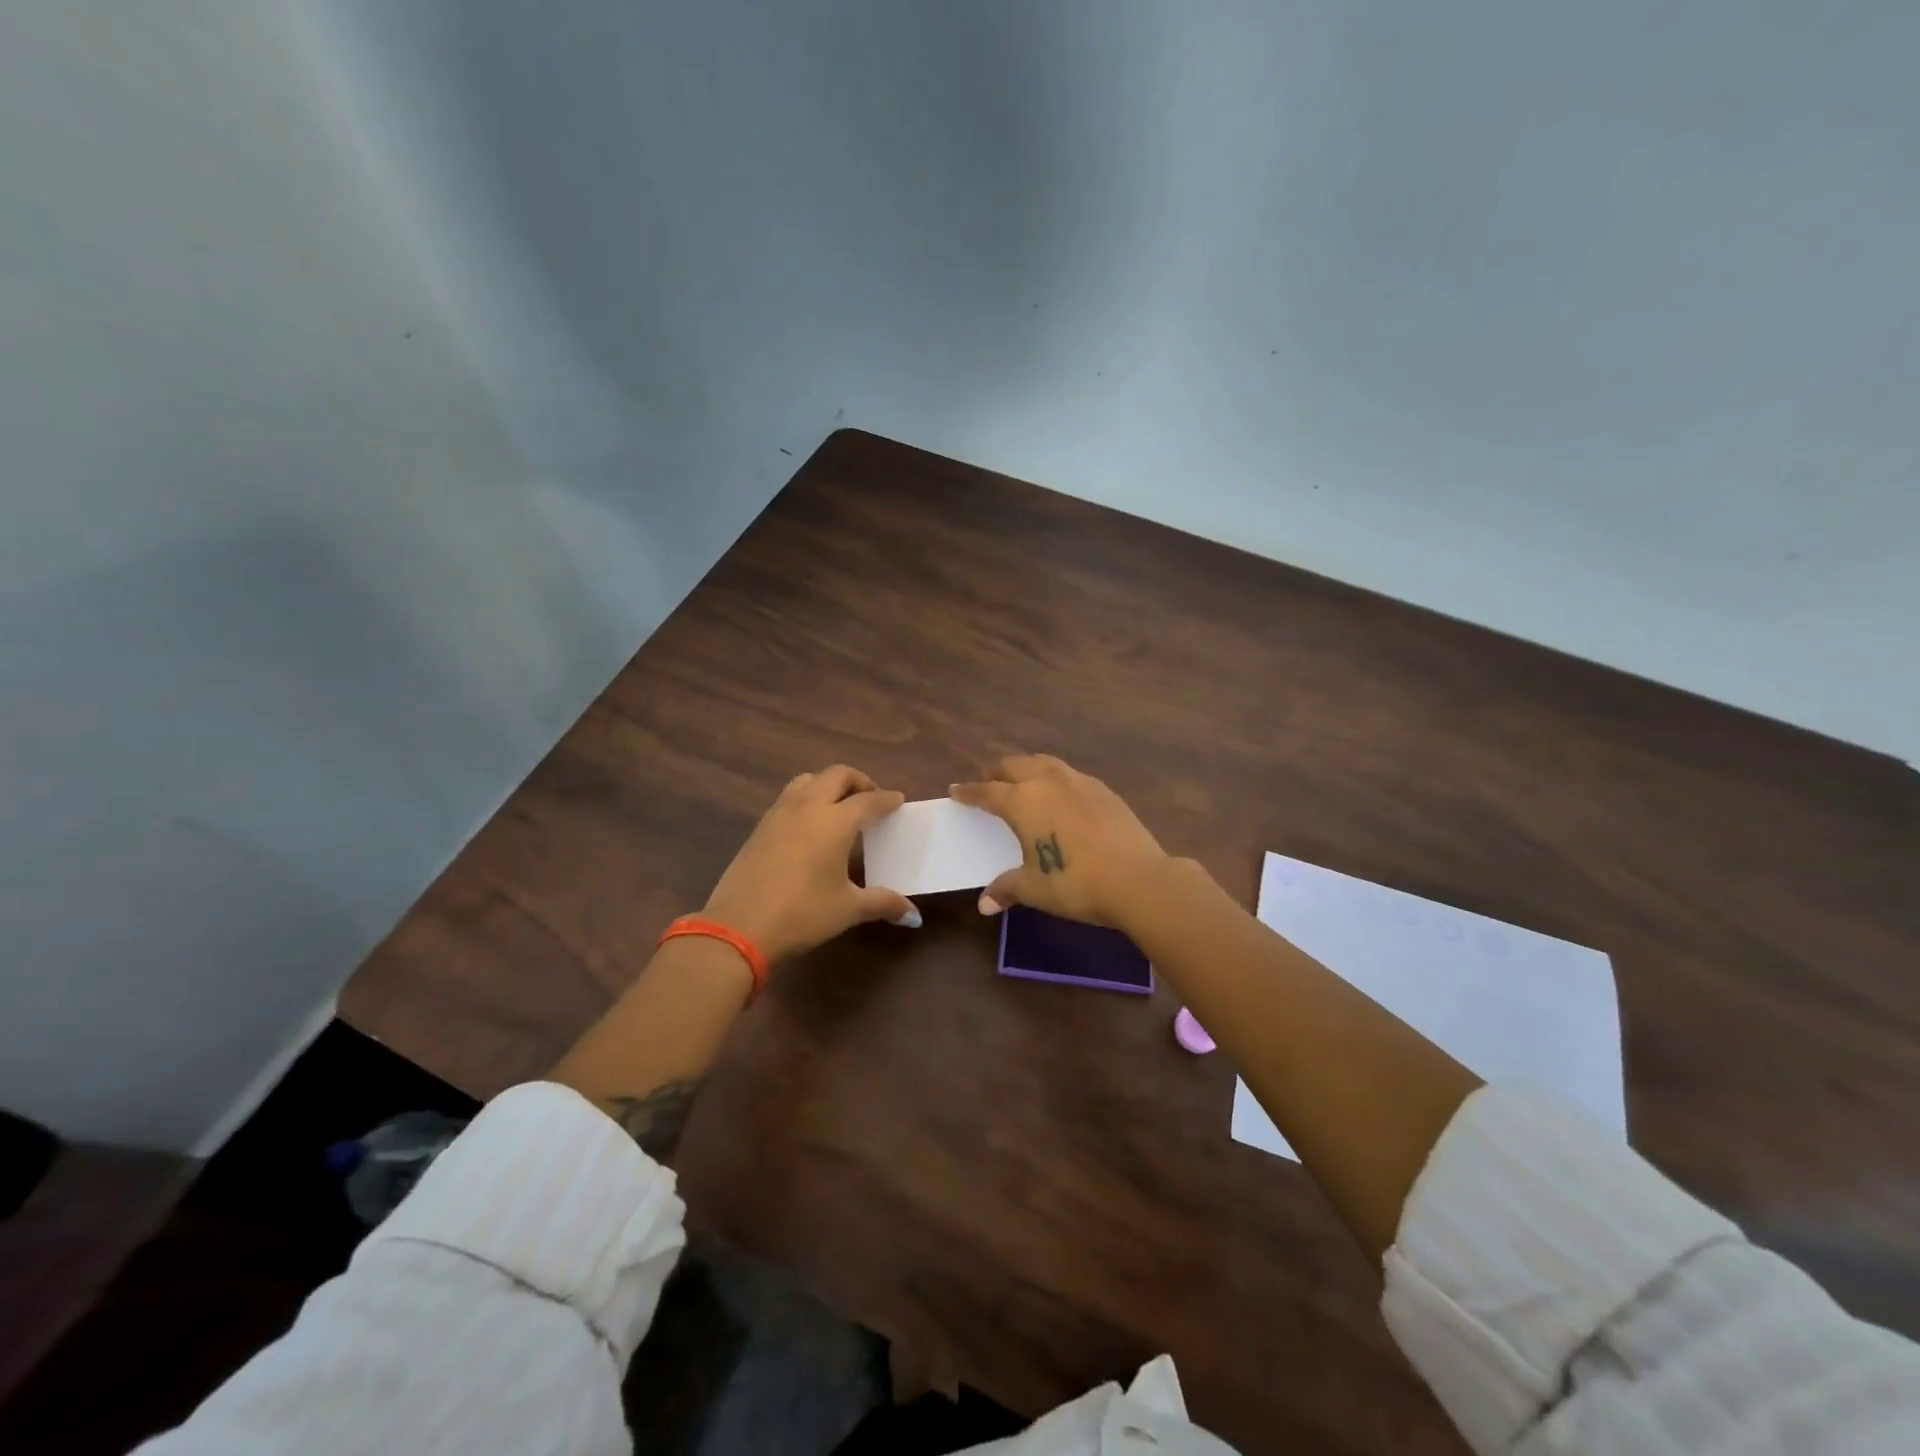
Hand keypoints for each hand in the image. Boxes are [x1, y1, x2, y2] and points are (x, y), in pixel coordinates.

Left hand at [700, 766, 918, 964]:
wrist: (739, 927)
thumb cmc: (802, 914)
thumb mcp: (848, 909)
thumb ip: (883, 903)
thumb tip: (914, 915)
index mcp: (835, 822)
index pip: (868, 800)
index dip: (886, 799)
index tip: (898, 800)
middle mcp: (808, 807)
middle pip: (837, 775)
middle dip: (858, 781)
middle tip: (870, 799)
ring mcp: (779, 813)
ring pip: (808, 780)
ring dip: (828, 784)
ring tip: (839, 805)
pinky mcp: (760, 827)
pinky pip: (789, 797)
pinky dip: (807, 798)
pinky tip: (810, 825)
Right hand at [949, 755, 1169, 928]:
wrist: (1137, 879)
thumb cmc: (1074, 883)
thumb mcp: (1034, 888)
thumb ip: (1007, 888)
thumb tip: (985, 904)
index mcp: (1022, 801)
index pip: (987, 792)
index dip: (969, 792)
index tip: (956, 790)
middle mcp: (1047, 782)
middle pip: (1014, 766)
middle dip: (996, 772)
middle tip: (987, 782)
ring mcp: (1079, 782)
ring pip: (1044, 763)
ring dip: (1026, 768)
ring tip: (1022, 780)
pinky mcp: (1104, 790)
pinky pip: (1069, 774)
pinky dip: (1054, 778)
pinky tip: (1060, 795)